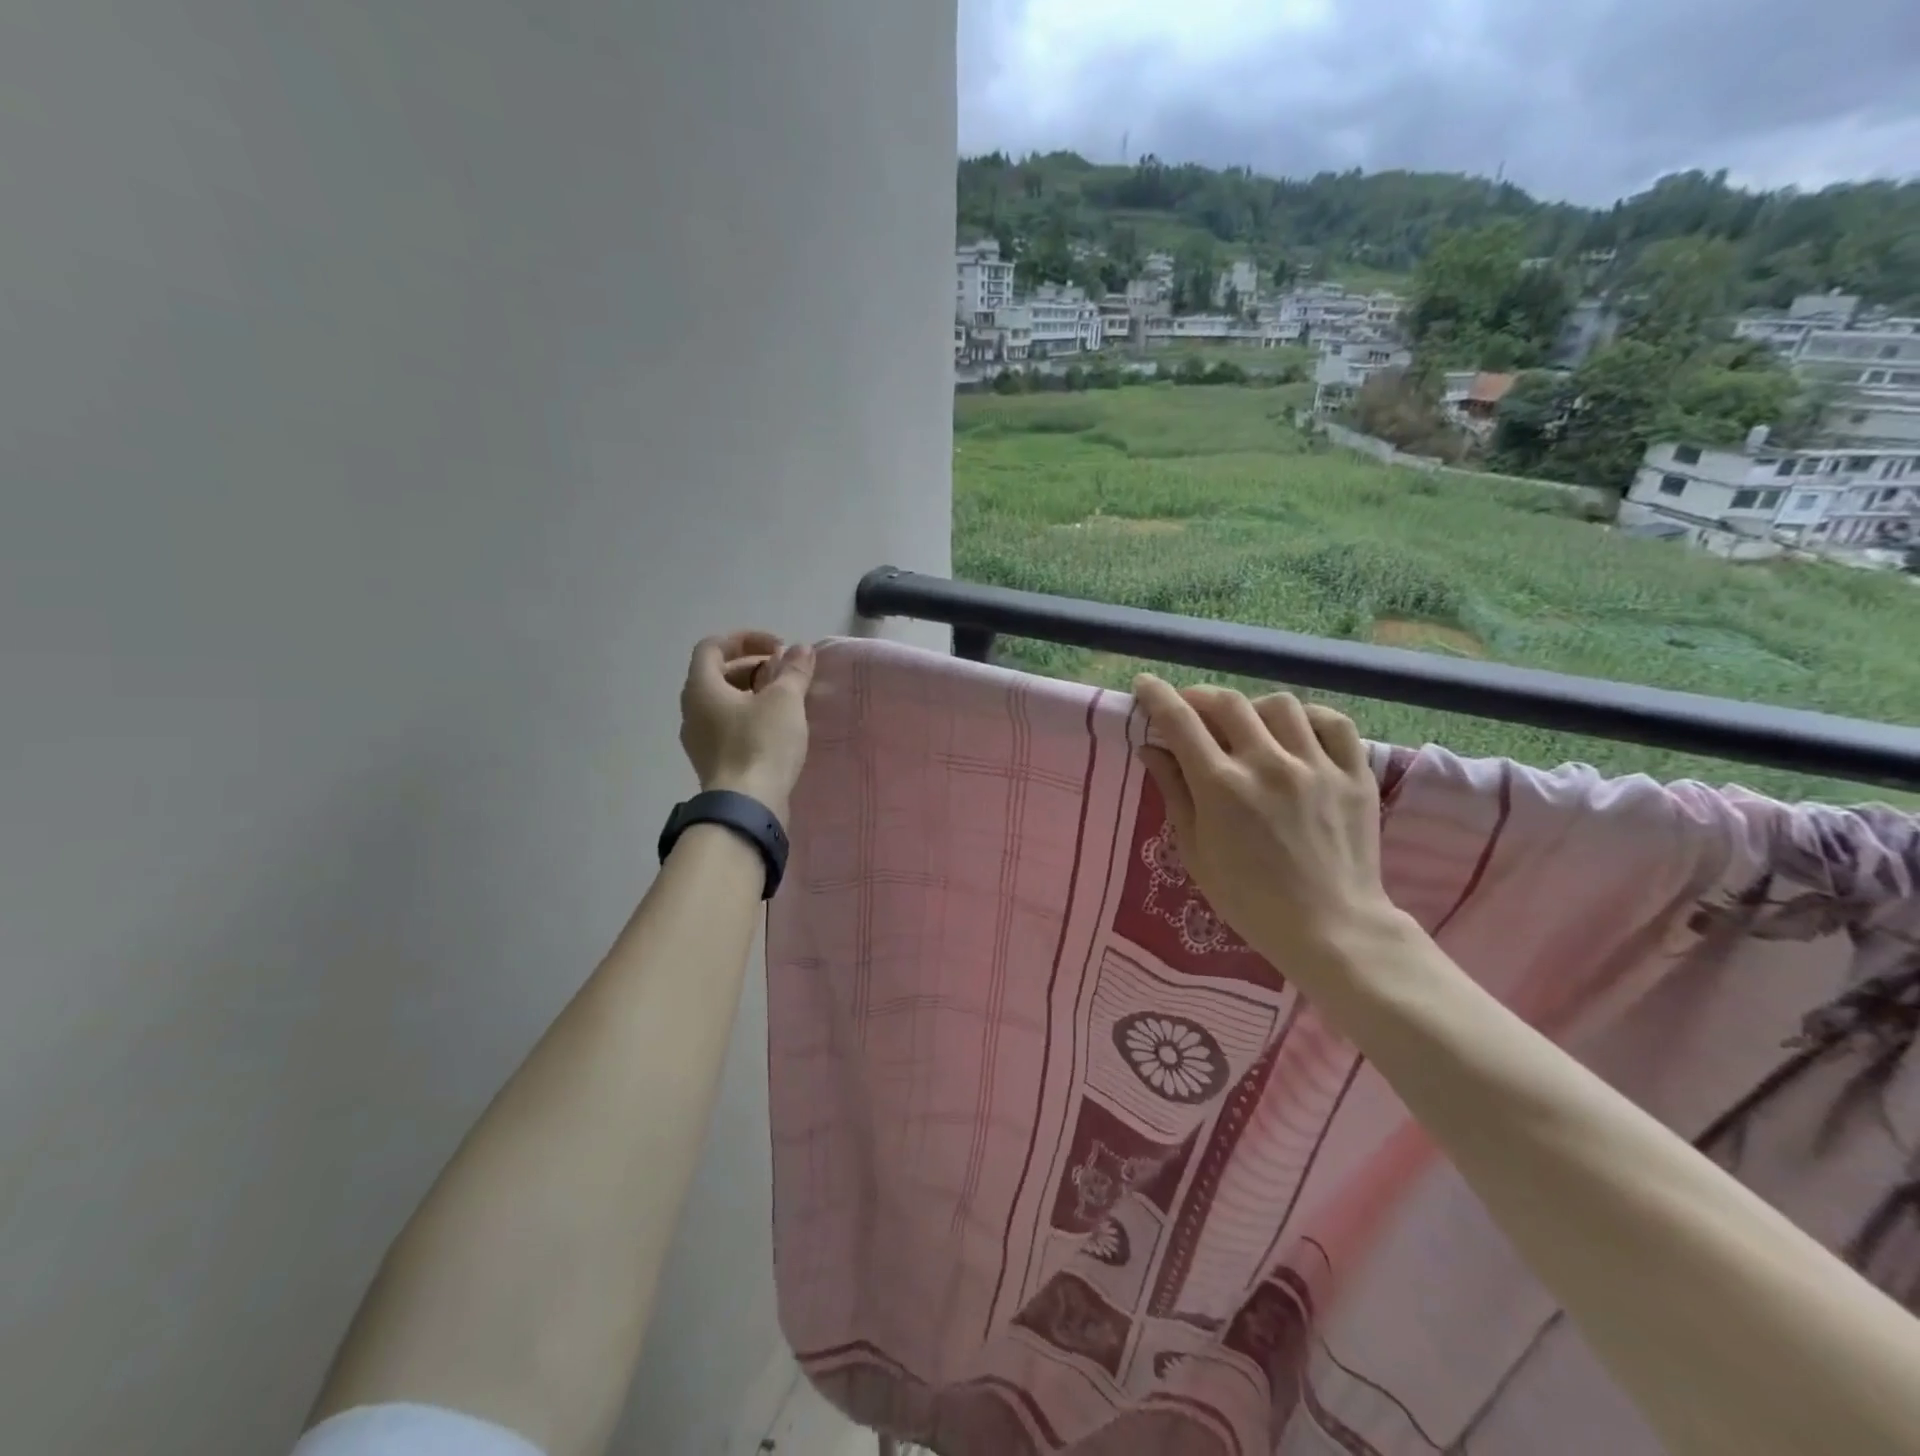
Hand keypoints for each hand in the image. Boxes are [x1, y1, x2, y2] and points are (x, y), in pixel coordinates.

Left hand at [679, 631, 814, 824]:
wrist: (747, 806)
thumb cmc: (761, 744)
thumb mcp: (785, 700)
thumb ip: (793, 670)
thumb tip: (801, 649)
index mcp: (701, 687)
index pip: (713, 646)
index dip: (745, 639)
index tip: (778, 648)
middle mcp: (692, 710)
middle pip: (719, 673)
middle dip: (754, 666)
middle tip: (786, 673)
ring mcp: (699, 739)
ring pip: (724, 702)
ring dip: (753, 692)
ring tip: (786, 700)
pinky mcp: (713, 761)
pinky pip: (728, 726)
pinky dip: (750, 716)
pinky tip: (778, 729)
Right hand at [1132, 674, 1399, 974]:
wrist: (1331, 929)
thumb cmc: (1249, 899)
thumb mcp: (1196, 851)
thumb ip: (1174, 793)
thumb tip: (1152, 749)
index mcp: (1222, 787)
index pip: (1180, 722)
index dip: (1157, 696)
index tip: (1145, 685)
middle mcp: (1268, 765)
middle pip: (1227, 703)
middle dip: (1199, 696)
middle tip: (1190, 708)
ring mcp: (1316, 766)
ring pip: (1279, 705)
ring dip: (1252, 708)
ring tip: (1247, 725)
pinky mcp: (1354, 774)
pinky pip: (1333, 723)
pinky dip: (1309, 718)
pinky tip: (1296, 732)